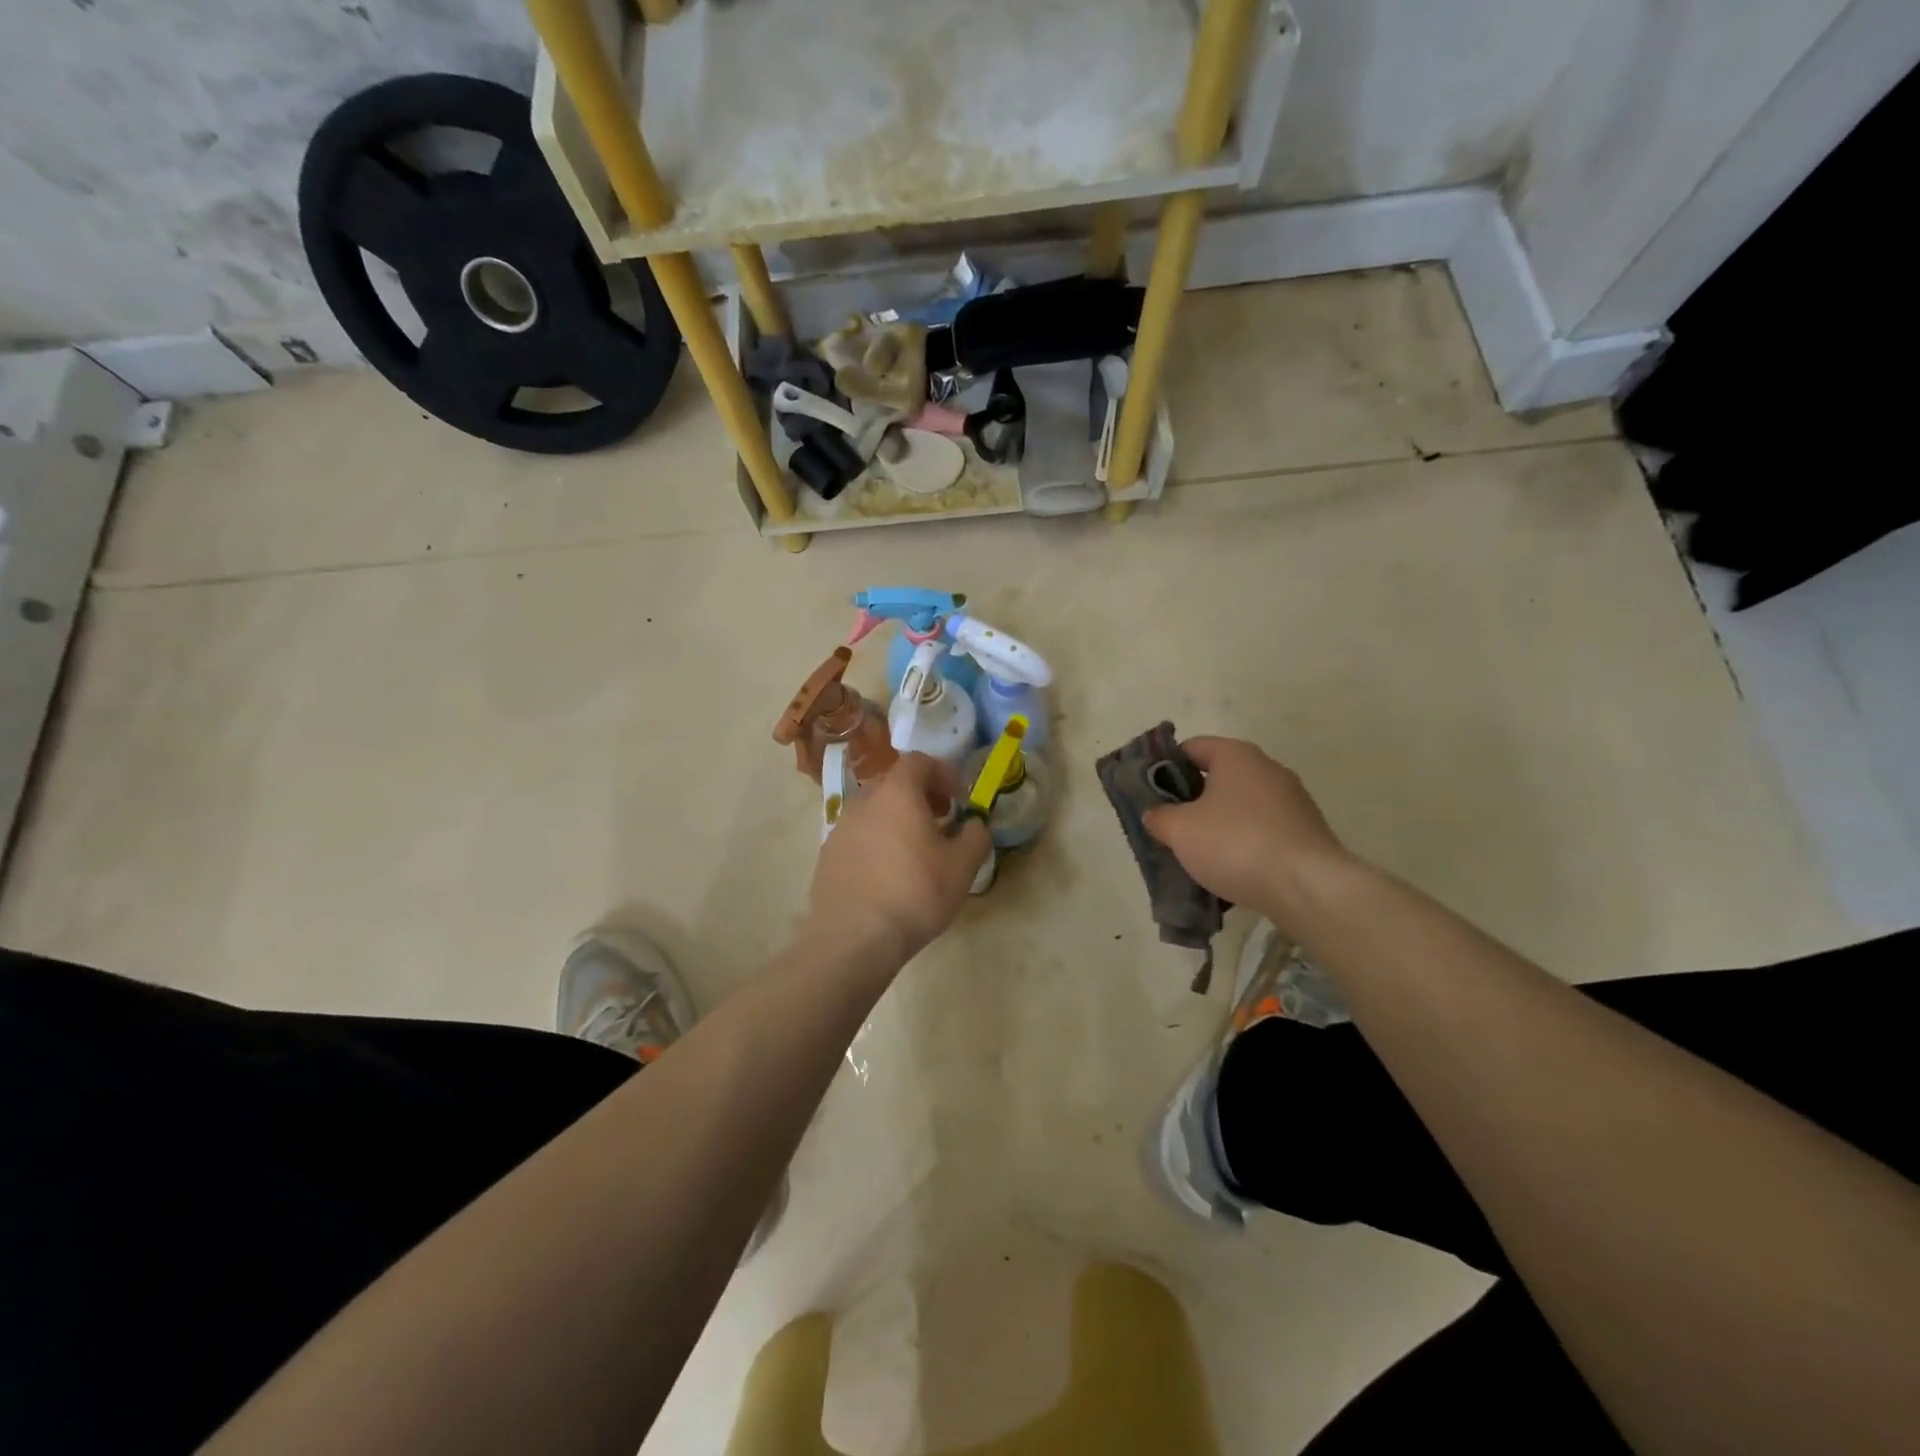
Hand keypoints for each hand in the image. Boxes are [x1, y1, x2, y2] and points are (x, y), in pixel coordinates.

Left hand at [805, 753, 990, 963]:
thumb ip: (976, 836)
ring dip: (898, 820)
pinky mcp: (827, 856)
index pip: (918, 761)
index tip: (959, 798)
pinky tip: (888, 876)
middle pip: (895, 784)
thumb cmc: (915, 893)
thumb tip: (975, 824)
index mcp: (897, 792)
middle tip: (942, 822)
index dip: (943, 773)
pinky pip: (859, 836)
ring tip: (916, 852)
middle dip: (922, 796)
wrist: (854, 938)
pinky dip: (878, 842)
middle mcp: (863, 801)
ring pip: (875, 811)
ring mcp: (840, 828)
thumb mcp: (962, 866)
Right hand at [1143, 737, 1353, 916]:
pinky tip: (1230, 873)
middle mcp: (1267, 769)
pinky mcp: (1305, 833)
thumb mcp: (1179, 830)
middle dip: (1190, 803)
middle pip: (1216, 779)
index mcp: (1236, 755)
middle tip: (1168, 828)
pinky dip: (1242, 847)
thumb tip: (1156, 815)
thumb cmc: (1236, 844)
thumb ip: (1158, 817)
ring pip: (1239, 808)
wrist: (1309, 888)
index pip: (1191, 748)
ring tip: (1196, 857)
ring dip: (1216, 828)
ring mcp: (1292, 801)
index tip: (1150, 795)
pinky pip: (1261, 833)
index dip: (1165, 767)